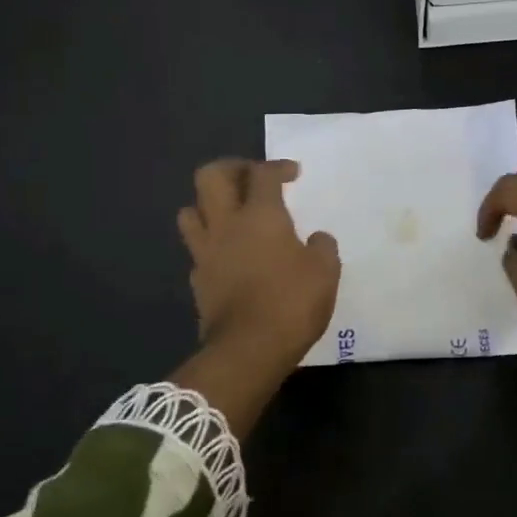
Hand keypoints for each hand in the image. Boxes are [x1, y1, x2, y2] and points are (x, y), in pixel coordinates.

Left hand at [177, 159, 340, 375]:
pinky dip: (210, 243)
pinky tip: (229, 254)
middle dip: (231, 168)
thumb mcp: (325, 272)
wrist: (248, 350)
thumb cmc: (292, 303)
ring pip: (190, 210)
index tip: (293, 174)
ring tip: (231, 213)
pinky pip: (197, 249)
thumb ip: (322, 247)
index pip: (262, 173)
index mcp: (260, 215)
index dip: (278, 167)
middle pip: (210, 176)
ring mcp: (206, 252)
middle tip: (252, 178)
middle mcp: (226, 224)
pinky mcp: (198, 280)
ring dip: (208, 204)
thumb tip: (317, 238)